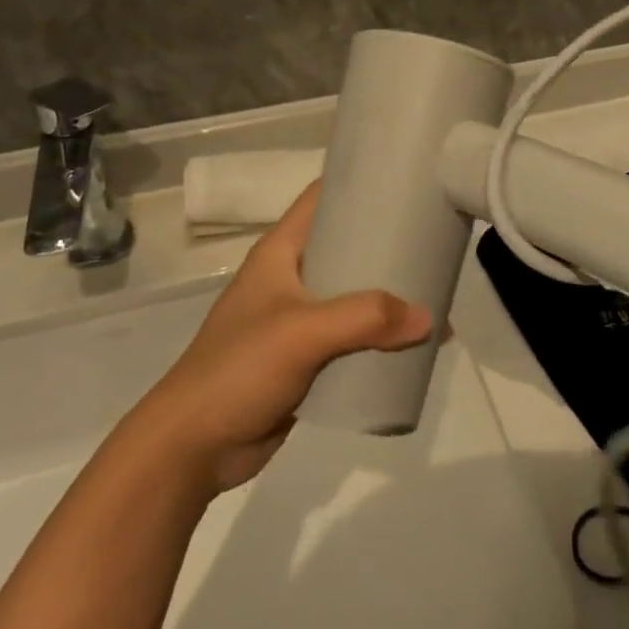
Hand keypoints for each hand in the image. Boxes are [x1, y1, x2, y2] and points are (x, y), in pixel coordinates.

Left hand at [146, 184, 432, 492]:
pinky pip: (351, 336)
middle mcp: (291, 277)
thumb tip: (430, 319)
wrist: (192, 448)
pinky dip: (379, 336)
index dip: (361, 183)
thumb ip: (366, 318)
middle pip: (347, 246)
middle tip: (435, 241)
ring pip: (353, 294)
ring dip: (388, 295)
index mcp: (281, 251)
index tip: (408, 180)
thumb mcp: (302, 332)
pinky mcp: (306, 358)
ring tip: (435, 291)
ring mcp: (298, 319)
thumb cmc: (238, 368)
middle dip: (388, 244)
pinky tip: (412, 340)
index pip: (323, 197)